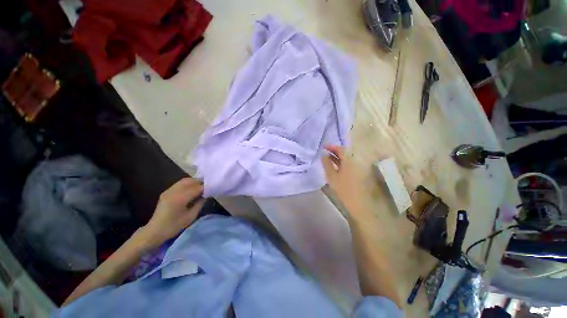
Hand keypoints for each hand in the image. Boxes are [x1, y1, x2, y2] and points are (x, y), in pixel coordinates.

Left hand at [141, 178, 204, 246]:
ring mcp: (168, 191)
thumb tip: (206, 195)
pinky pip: (179, 184)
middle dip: (200, 183)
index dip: (205, 187)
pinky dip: (188, 184)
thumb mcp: (190, 216)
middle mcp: (173, 191)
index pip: (196, 188)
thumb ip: (200, 203)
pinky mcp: (166, 192)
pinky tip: (192, 190)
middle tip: (208, 187)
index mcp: (179, 198)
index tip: (213, 188)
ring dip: (194, 182)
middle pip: (190, 181)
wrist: (154, 231)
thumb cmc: (173, 226)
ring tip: (201, 188)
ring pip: (184, 181)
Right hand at [321, 146, 362, 210]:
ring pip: (347, 159)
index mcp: (349, 160)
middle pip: (345, 153)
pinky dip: (341, 163)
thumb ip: (326, 164)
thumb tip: (323, 155)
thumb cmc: (344, 189)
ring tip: (328, 158)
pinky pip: (349, 164)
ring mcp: (358, 167)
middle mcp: (355, 161)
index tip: (323, 147)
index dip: (331, 147)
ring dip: (337, 157)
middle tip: (324, 152)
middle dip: (334, 151)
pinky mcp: (359, 173)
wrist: (360, 204)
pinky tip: (335, 165)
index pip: (340, 149)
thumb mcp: (332, 176)